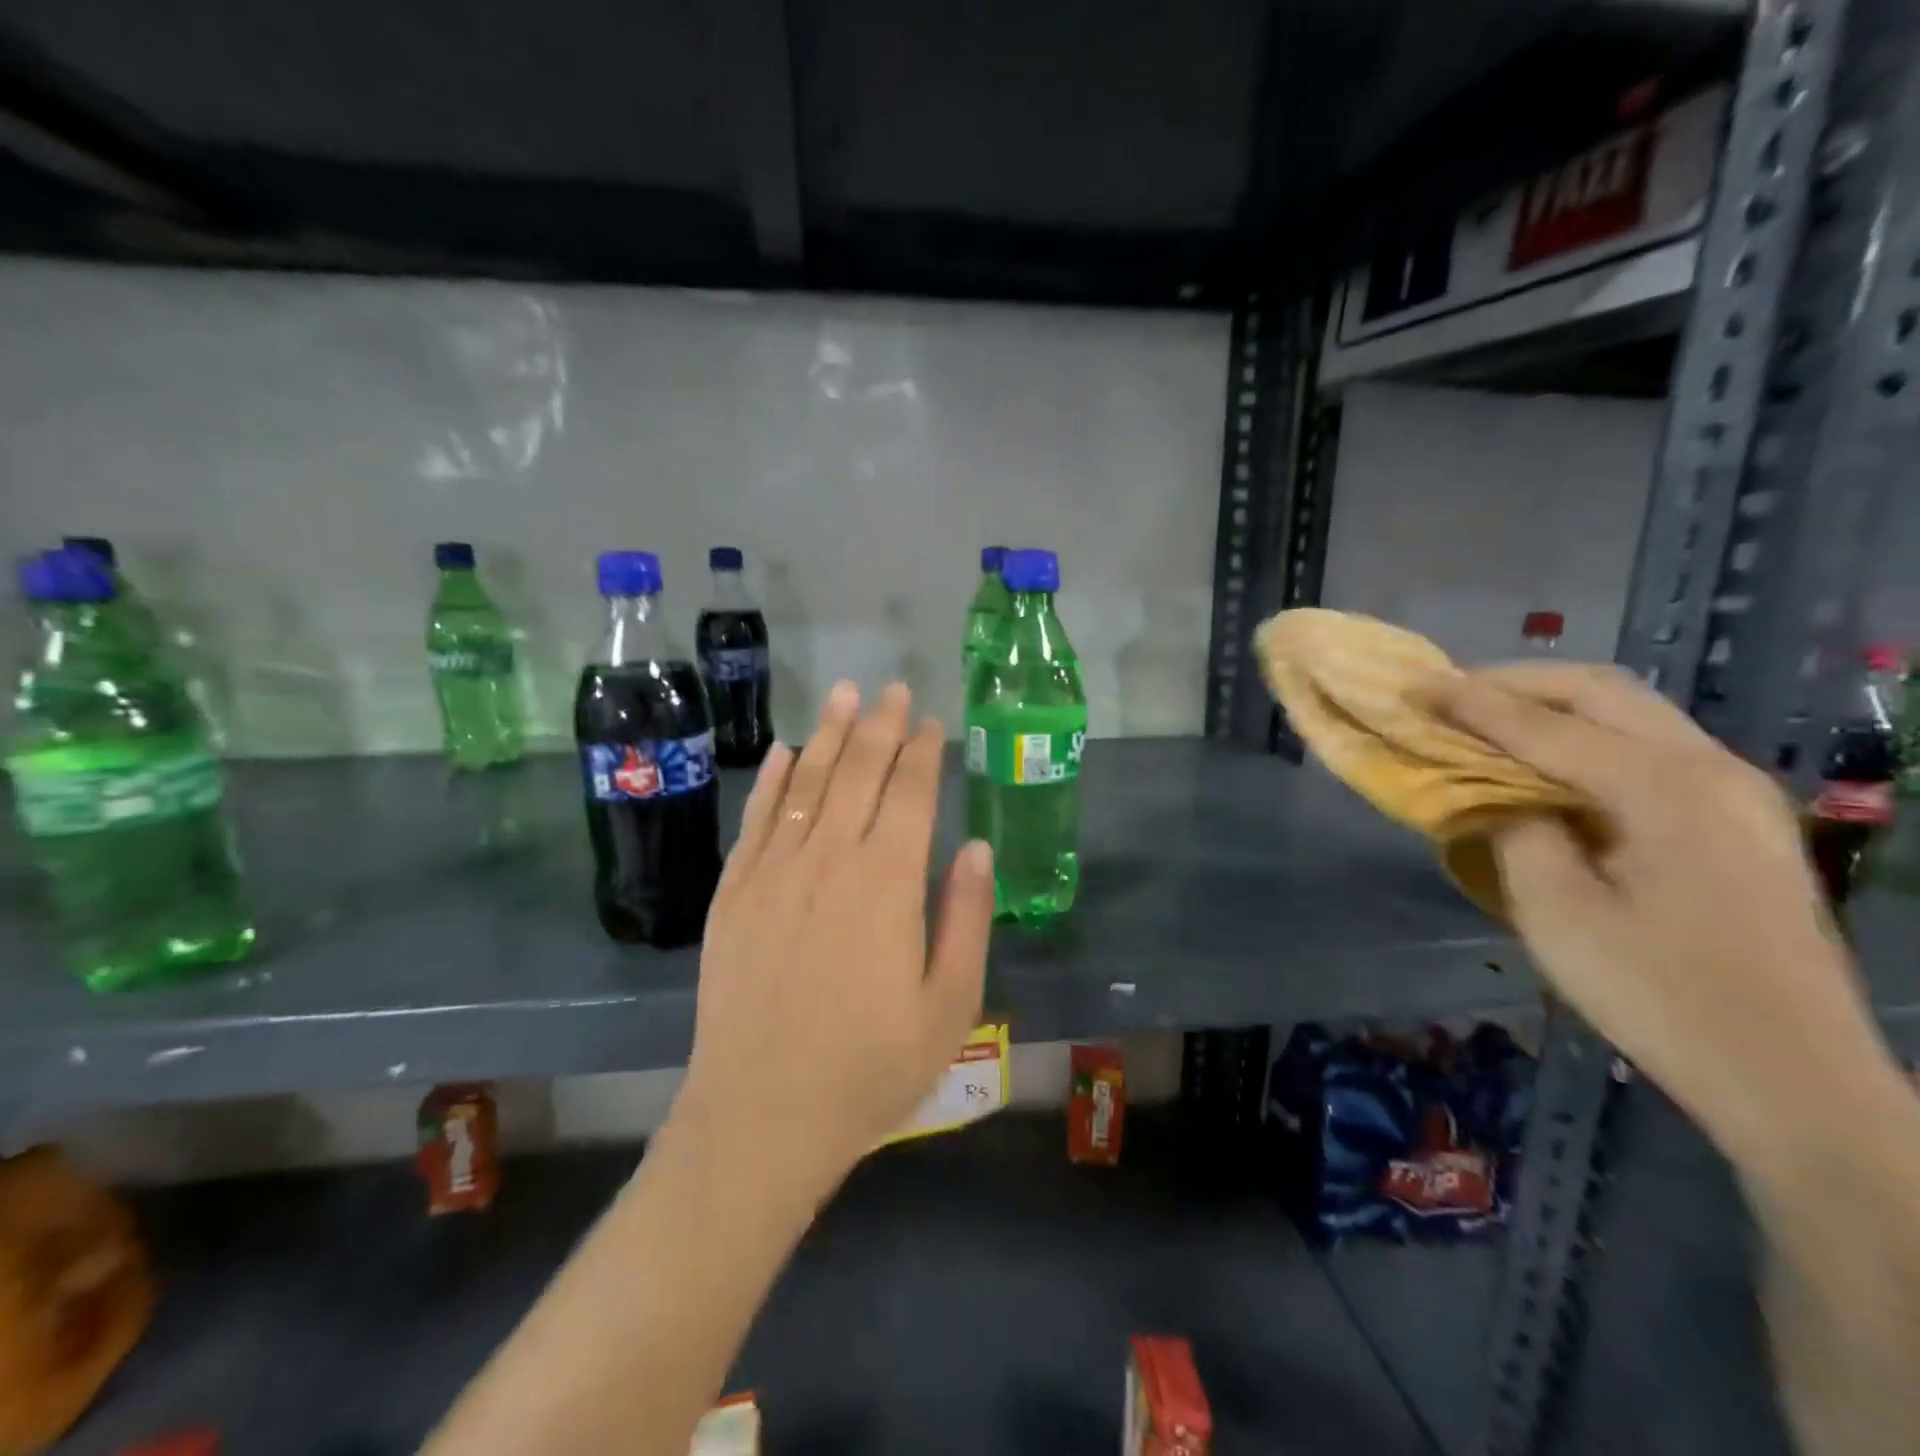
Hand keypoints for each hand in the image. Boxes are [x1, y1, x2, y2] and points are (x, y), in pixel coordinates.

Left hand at [676, 680, 993, 1180]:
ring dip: (828, 734)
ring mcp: (774, 872)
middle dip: (880, 726)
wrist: (762, 1115)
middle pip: (858, 774)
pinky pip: (755, 819)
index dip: (923, 753)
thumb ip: (965, 919)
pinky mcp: (734, 893)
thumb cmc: (870, 1068)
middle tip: (892, 688)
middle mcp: (829, 861)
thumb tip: (975, 848)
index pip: (910, 795)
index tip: (932, 722)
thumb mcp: (949, 1006)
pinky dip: (770, 780)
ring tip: (844, 694)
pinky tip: (782, 752)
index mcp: (887, 884)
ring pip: (805, 783)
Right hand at [1422, 662, 1899, 1176]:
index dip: (1469, 702)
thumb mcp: (1557, 912)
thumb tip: (1495, 793)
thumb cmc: (1658, 995)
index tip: (1411, 685)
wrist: (1792, 1077)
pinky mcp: (1738, 819)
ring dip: (1549, 704)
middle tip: (1447, 695)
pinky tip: (1547, 760)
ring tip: (1485, 718)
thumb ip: (1516, 830)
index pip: (1544, 724)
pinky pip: (1648, 745)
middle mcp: (1711, 768)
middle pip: (1600, 691)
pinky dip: (1584, 734)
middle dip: (1514, 683)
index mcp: (1665, 788)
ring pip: (1630, 711)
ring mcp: (1736, 791)